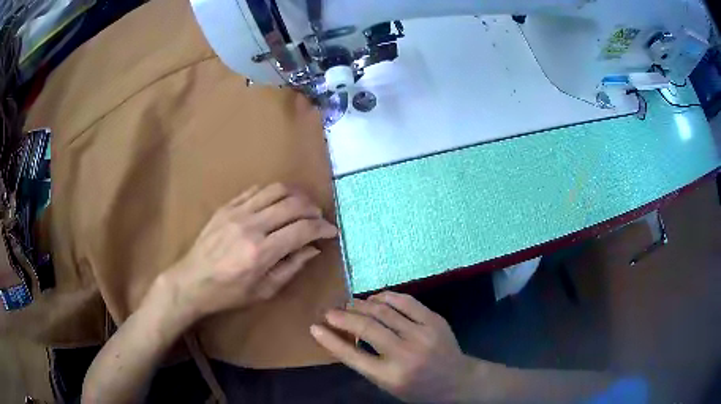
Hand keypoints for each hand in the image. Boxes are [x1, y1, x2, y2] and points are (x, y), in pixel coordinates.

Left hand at [159, 183, 337, 324]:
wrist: (191, 281)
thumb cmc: (228, 293)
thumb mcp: (264, 290)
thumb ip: (291, 266)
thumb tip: (314, 248)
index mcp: (261, 252)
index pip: (302, 229)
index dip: (322, 228)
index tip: (331, 231)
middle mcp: (251, 226)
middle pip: (292, 204)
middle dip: (313, 209)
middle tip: (318, 218)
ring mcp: (237, 212)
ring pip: (275, 190)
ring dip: (295, 195)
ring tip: (301, 206)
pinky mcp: (226, 207)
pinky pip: (255, 190)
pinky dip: (272, 193)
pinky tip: (276, 203)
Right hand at [311, 292, 482, 402]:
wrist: (457, 380)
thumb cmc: (417, 388)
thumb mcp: (387, 384)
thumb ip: (366, 362)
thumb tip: (342, 335)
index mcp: (390, 376)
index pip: (351, 355)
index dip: (330, 340)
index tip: (314, 327)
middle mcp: (405, 354)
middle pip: (366, 327)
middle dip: (343, 316)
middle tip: (331, 312)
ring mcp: (422, 334)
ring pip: (383, 310)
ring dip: (361, 304)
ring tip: (350, 304)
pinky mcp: (434, 320)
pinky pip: (405, 301)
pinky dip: (386, 297)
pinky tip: (375, 298)